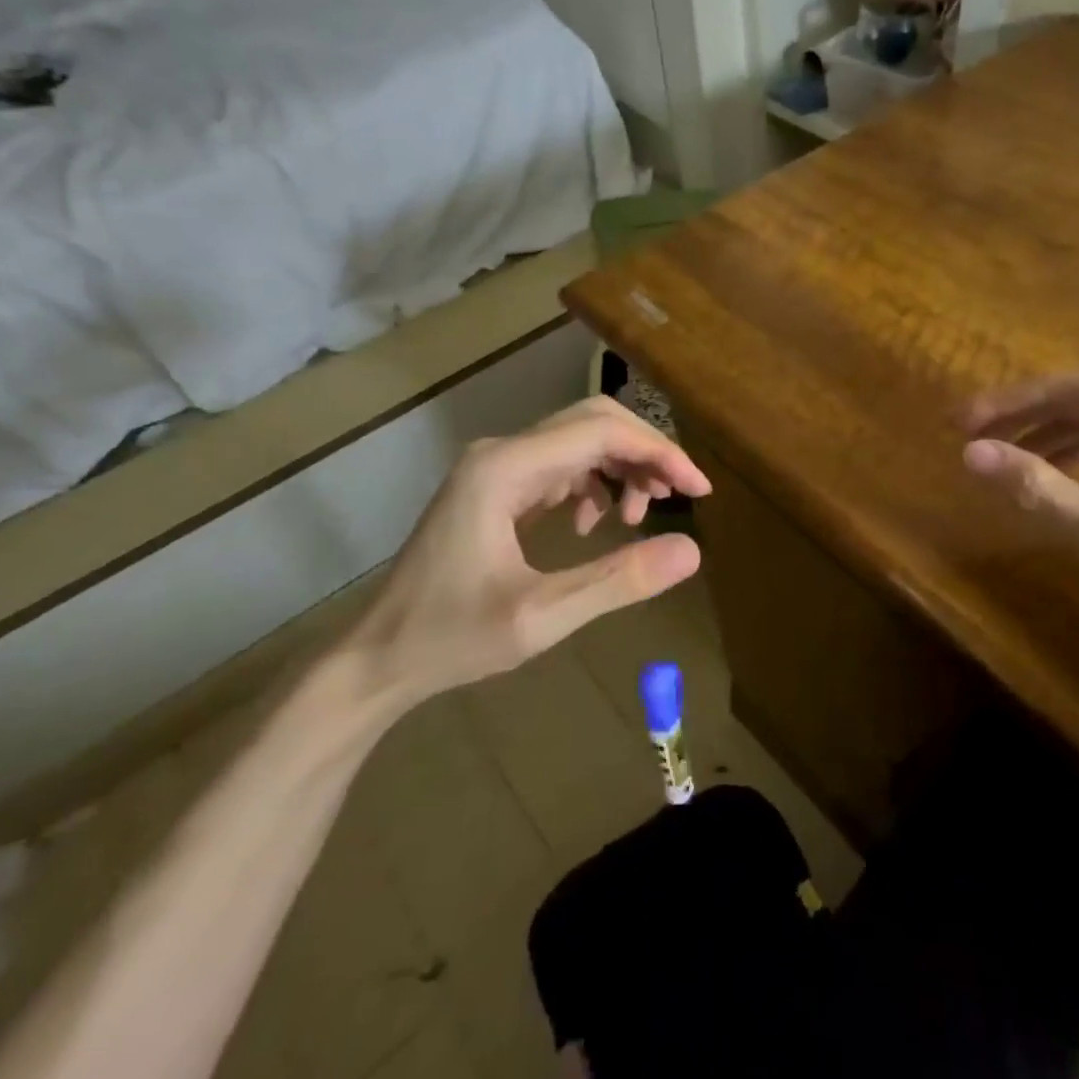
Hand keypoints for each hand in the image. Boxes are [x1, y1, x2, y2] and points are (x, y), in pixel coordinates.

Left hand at [342, 396, 711, 710]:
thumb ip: (619, 581)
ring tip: (639, 518)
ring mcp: (495, 467)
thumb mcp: (543, 618)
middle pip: (592, 422)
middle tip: (681, 495)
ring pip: (578, 441)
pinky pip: (559, 465)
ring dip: (621, 468)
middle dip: (645, 452)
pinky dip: (593, 483)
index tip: (699, 491)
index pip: (600, 431)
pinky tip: (595, 525)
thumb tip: (692, 550)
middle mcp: (501, 453)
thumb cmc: (452, 639)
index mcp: (505, 470)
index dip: (658, 453)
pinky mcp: (495, 487)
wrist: (379, 657)